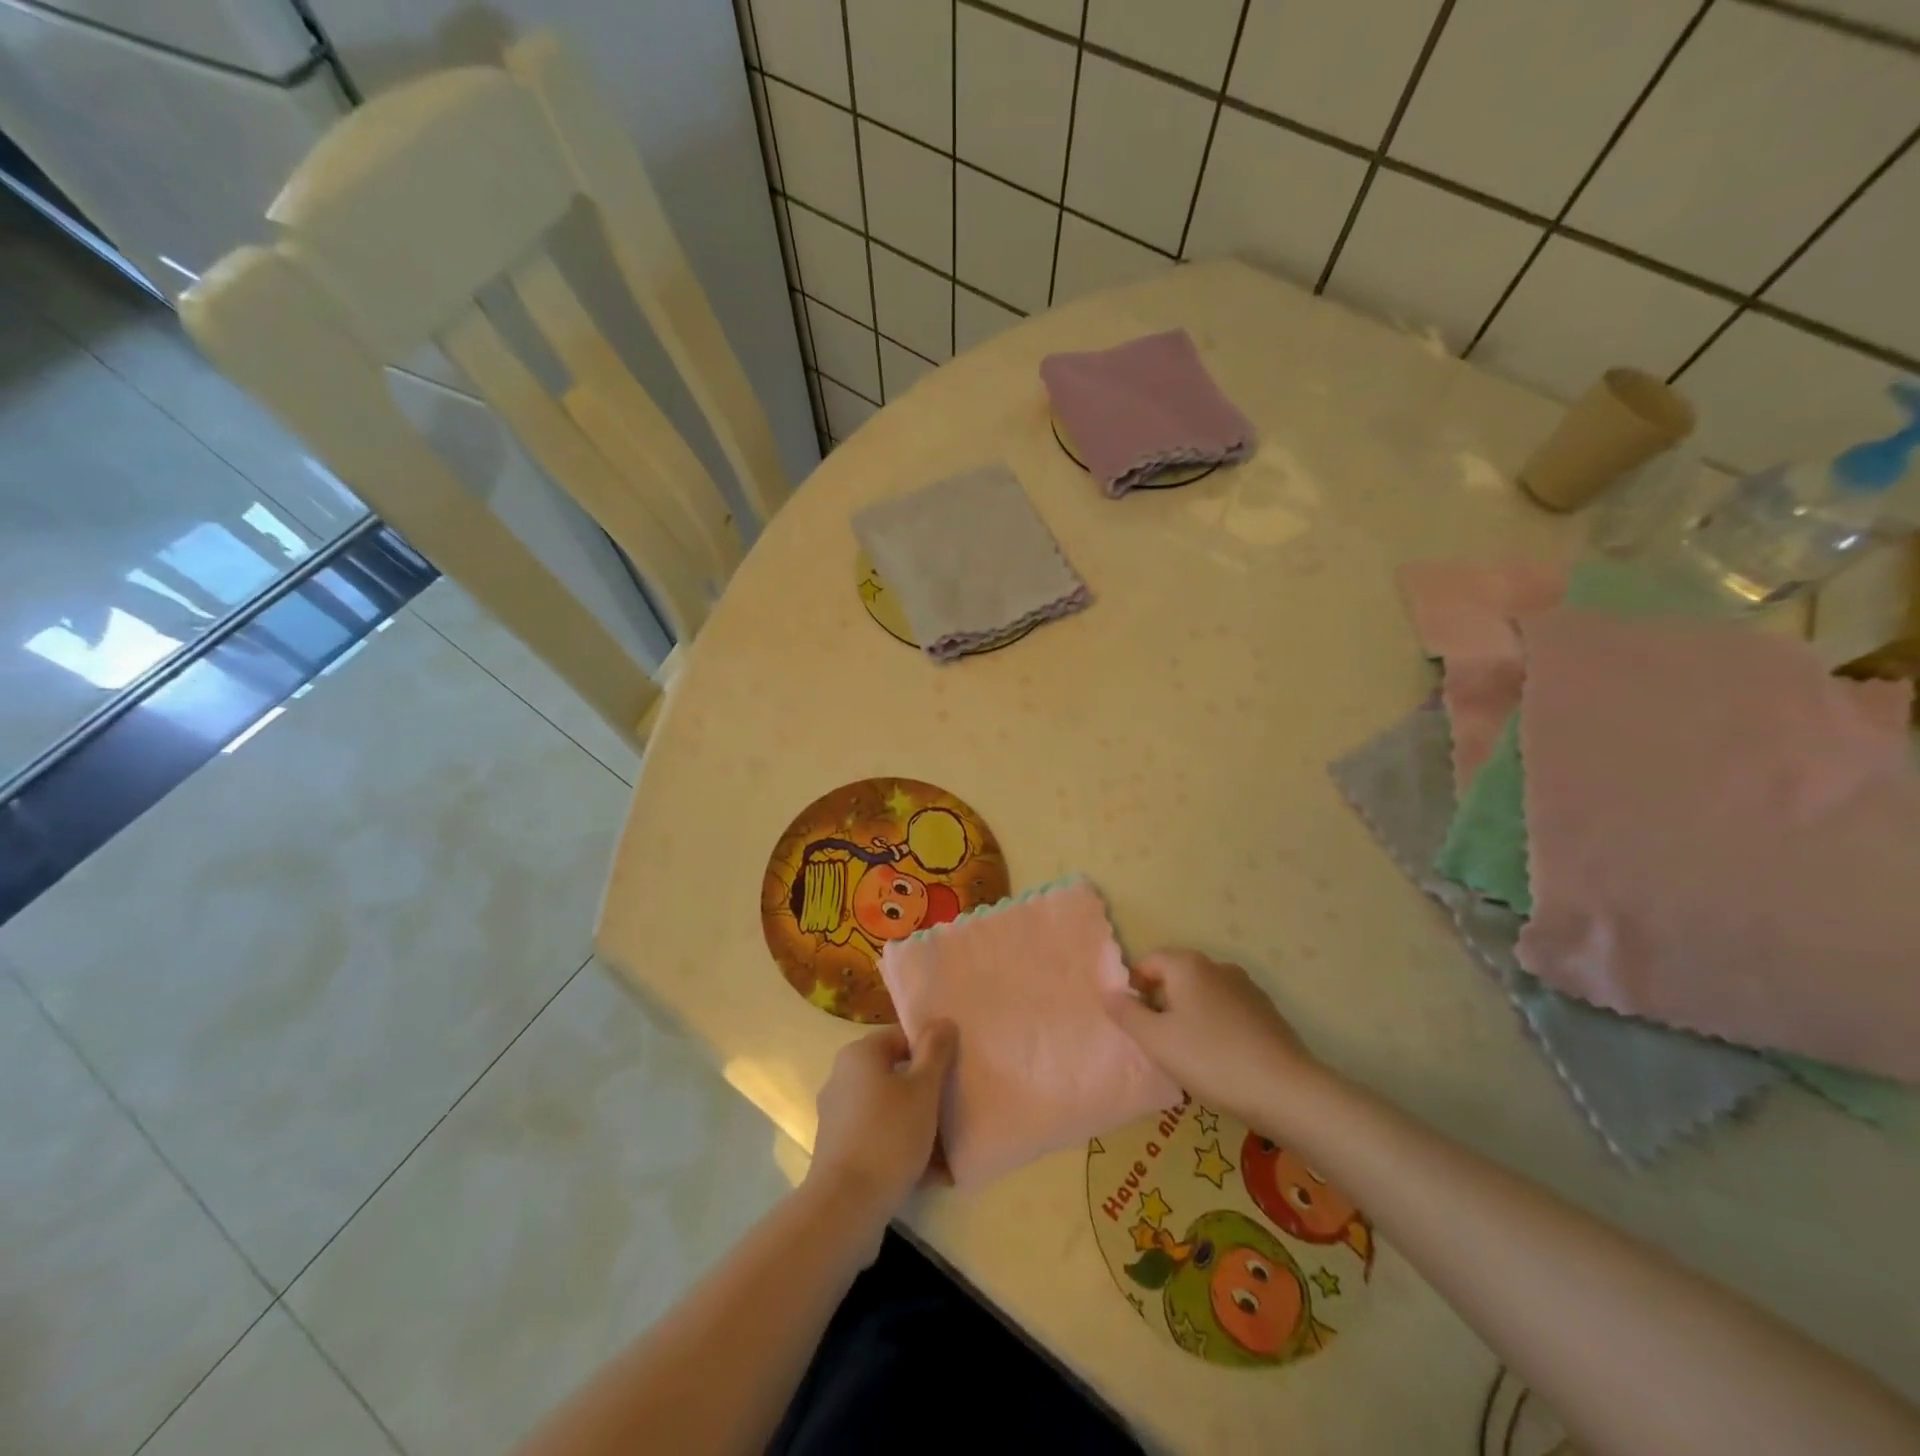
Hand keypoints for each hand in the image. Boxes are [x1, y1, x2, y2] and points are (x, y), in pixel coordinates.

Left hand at [808, 1020, 957, 1223]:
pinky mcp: (838, 1150)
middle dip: (926, 1091)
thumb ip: (935, 1052)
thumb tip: (943, 1021)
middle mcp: (842, 1078)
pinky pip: (878, 1137)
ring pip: (889, 1109)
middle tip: (953, 1108)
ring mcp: (838, 1116)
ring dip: (917, 1124)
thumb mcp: (923, 1090)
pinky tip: (930, 1173)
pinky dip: (901, 1147)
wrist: (845, 1206)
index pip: (901, 1037)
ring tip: (947, 1147)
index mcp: (859, 1055)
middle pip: (895, 1074)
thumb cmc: (888, 1136)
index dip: (930, 1050)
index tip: (953, 1071)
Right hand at [1104, 950, 1317, 1123]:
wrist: (1286, 1091)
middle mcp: (1217, 966)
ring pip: (1203, 995)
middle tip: (1156, 1040)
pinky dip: (1215, 1026)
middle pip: (1177, 976)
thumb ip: (1128, 1014)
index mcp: (1188, 965)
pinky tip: (1219, 1059)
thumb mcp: (1157, 1041)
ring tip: (1187, 1054)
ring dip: (1189, 1015)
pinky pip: (1227, 1011)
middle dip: (1161, 1002)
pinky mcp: (1267, 1013)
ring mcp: (1246, 988)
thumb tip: (1109, 993)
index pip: (1149, 961)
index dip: (1134, 986)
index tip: (1132, 1020)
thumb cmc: (1211, 1059)